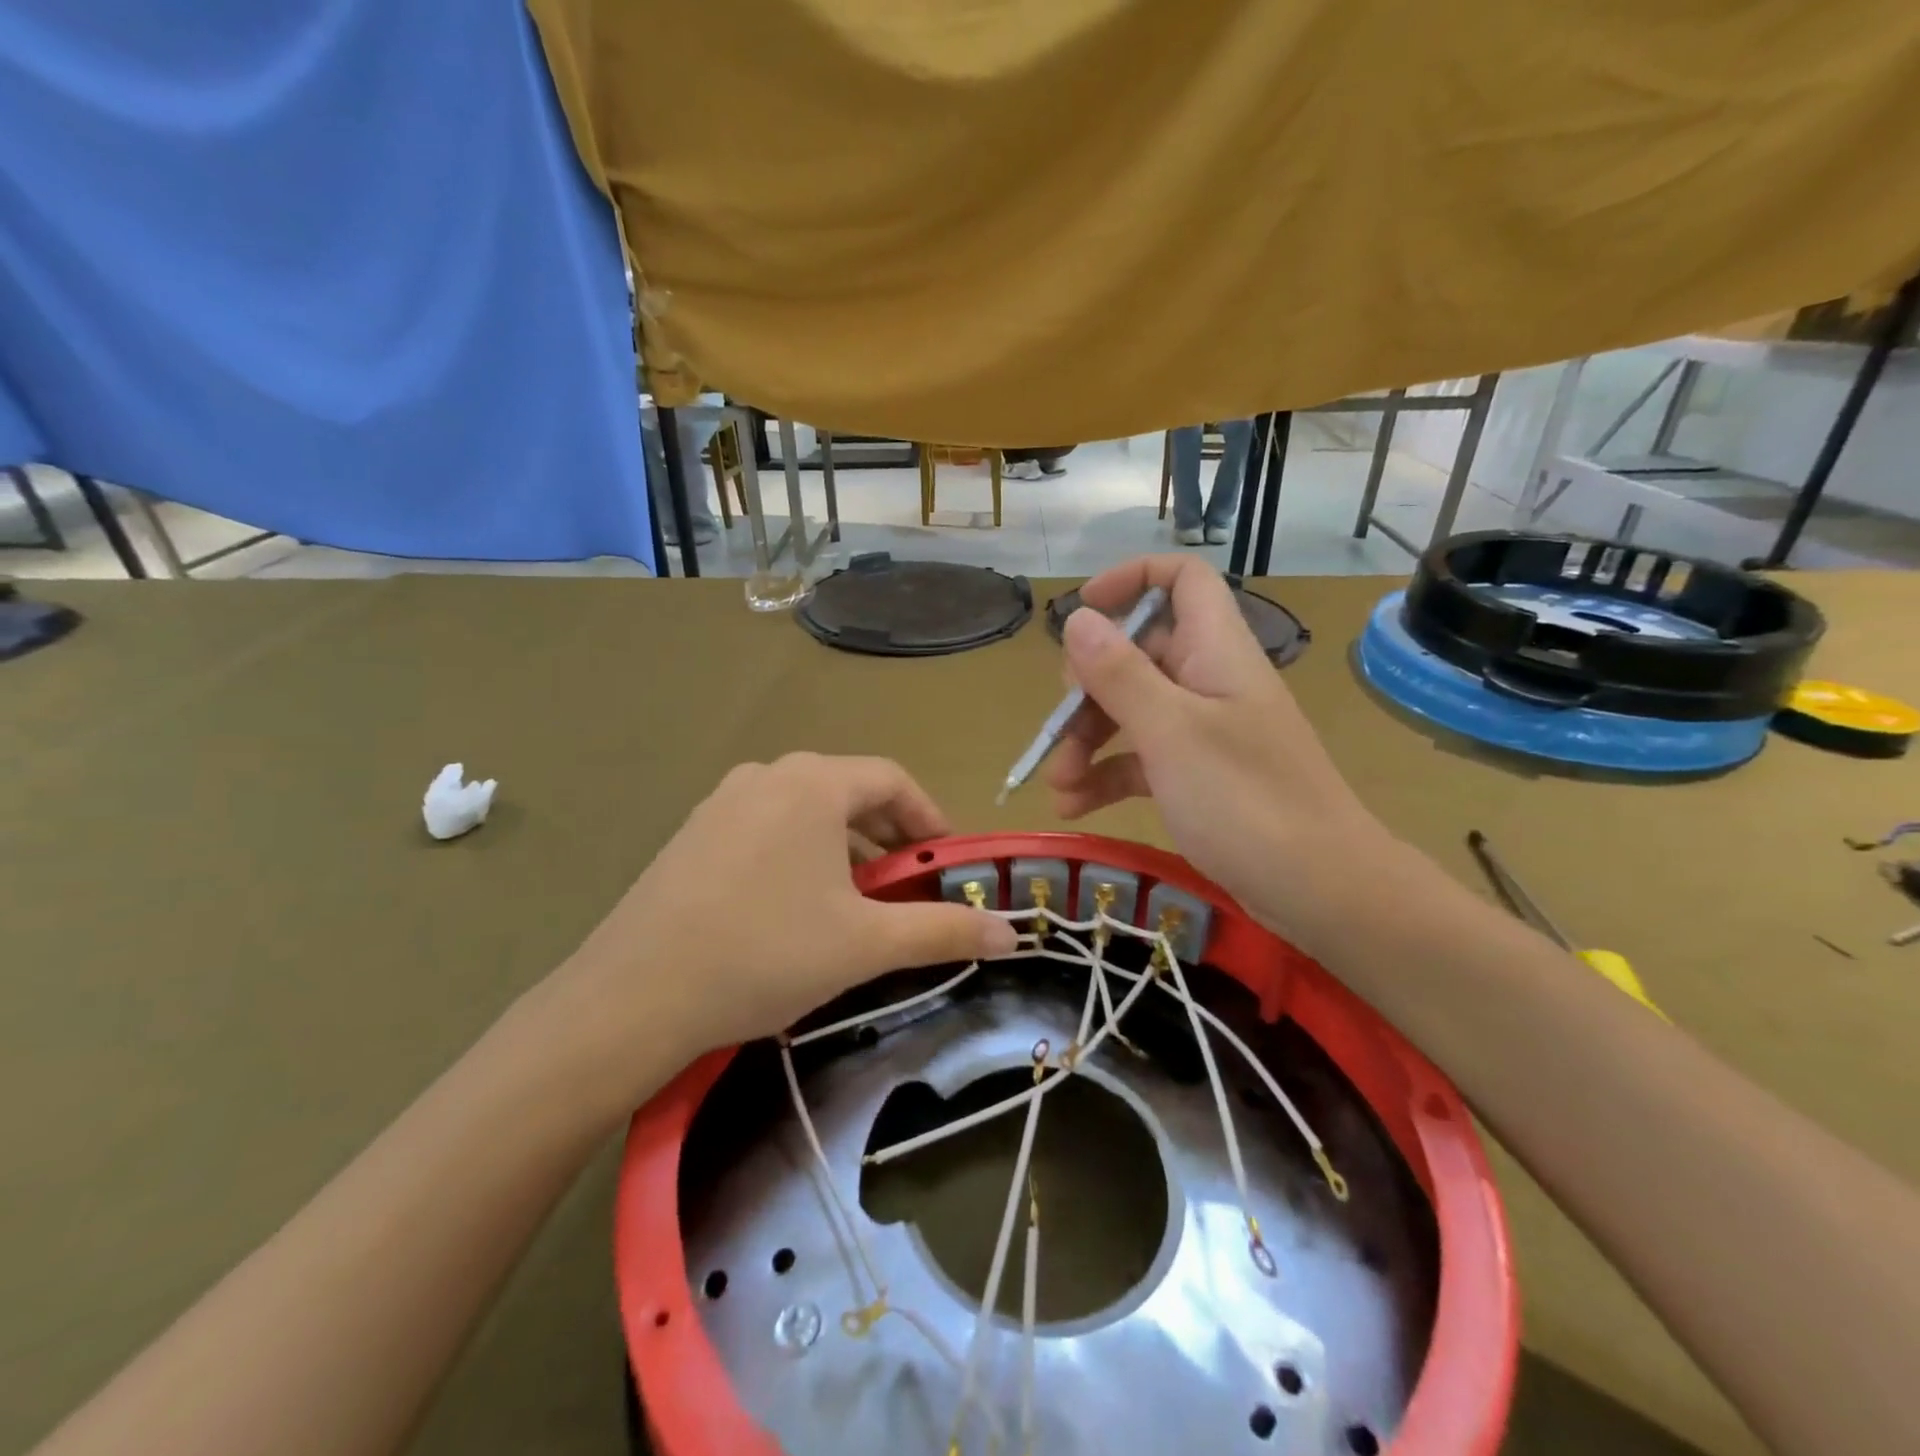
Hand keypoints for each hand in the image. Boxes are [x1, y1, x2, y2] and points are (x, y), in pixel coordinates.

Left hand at [552, 754, 1016, 1092]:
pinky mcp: (692, 834)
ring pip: (807, 812)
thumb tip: (1013, 934)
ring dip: (845, 848)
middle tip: (908, 887)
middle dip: (889, 837)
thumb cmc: (764, 955)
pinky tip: (794, 908)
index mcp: (812, 783)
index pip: (893, 780)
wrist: (631, 998)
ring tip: (856, 902)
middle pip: (850, 792)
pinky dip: (800, 854)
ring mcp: (721, 801)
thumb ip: (943, 931)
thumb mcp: (865, 944)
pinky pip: (767, 828)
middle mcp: (767, 775)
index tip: (948, 864)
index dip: (930, 819)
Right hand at [1047, 556, 1389, 949]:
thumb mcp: (1171, 732)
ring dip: (1088, 741)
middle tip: (1060, 727)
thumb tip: (1077, 618)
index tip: (1081, 611)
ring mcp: (1206, 731)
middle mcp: (1210, 680)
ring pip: (1133, 711)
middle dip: (1089, 688)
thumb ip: (1120, 673)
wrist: (1320, 889)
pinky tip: (1074, 806)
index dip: (1131, 579)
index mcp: (1215, 650)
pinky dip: (1107, 776)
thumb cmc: (1245, 800)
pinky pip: (1143, 758)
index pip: (1182, 580)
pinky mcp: (1200, 775)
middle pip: (1139, 653)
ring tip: (1056, 784)